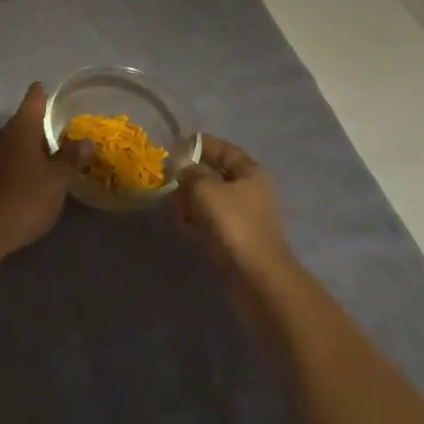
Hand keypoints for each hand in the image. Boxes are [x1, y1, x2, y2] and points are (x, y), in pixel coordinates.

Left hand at [0, 83, 72, 254]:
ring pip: (15, 143)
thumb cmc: (28, 195)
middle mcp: (4, 135)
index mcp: (22, 128)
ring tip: (51, 153)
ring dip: (30, 146)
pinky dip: (22, 164)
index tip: (48, 88)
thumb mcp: (58, 178)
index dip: (41, 93)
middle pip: (23, 122)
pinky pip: (8, 162)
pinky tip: (34, 175)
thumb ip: (72, 158)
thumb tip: (87, 141)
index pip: (33, 99)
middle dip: (40, 124)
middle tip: (60, 127)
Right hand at [174, 135, 297, 286]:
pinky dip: (195, 222)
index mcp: (250, 172)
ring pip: (209, 200)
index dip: (198, 145)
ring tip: (172, 207)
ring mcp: (243, 217)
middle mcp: (249, 190)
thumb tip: (181, 168)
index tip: (173, 147)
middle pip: (214, 175)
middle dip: (190, 177)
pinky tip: (182, 227)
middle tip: (167, 181)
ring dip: (190, 202)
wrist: (256, 278)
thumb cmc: (233, 224)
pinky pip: (209, 222)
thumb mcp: (205, 189)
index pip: (222, 148)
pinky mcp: (235, 240)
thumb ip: (189, 172)